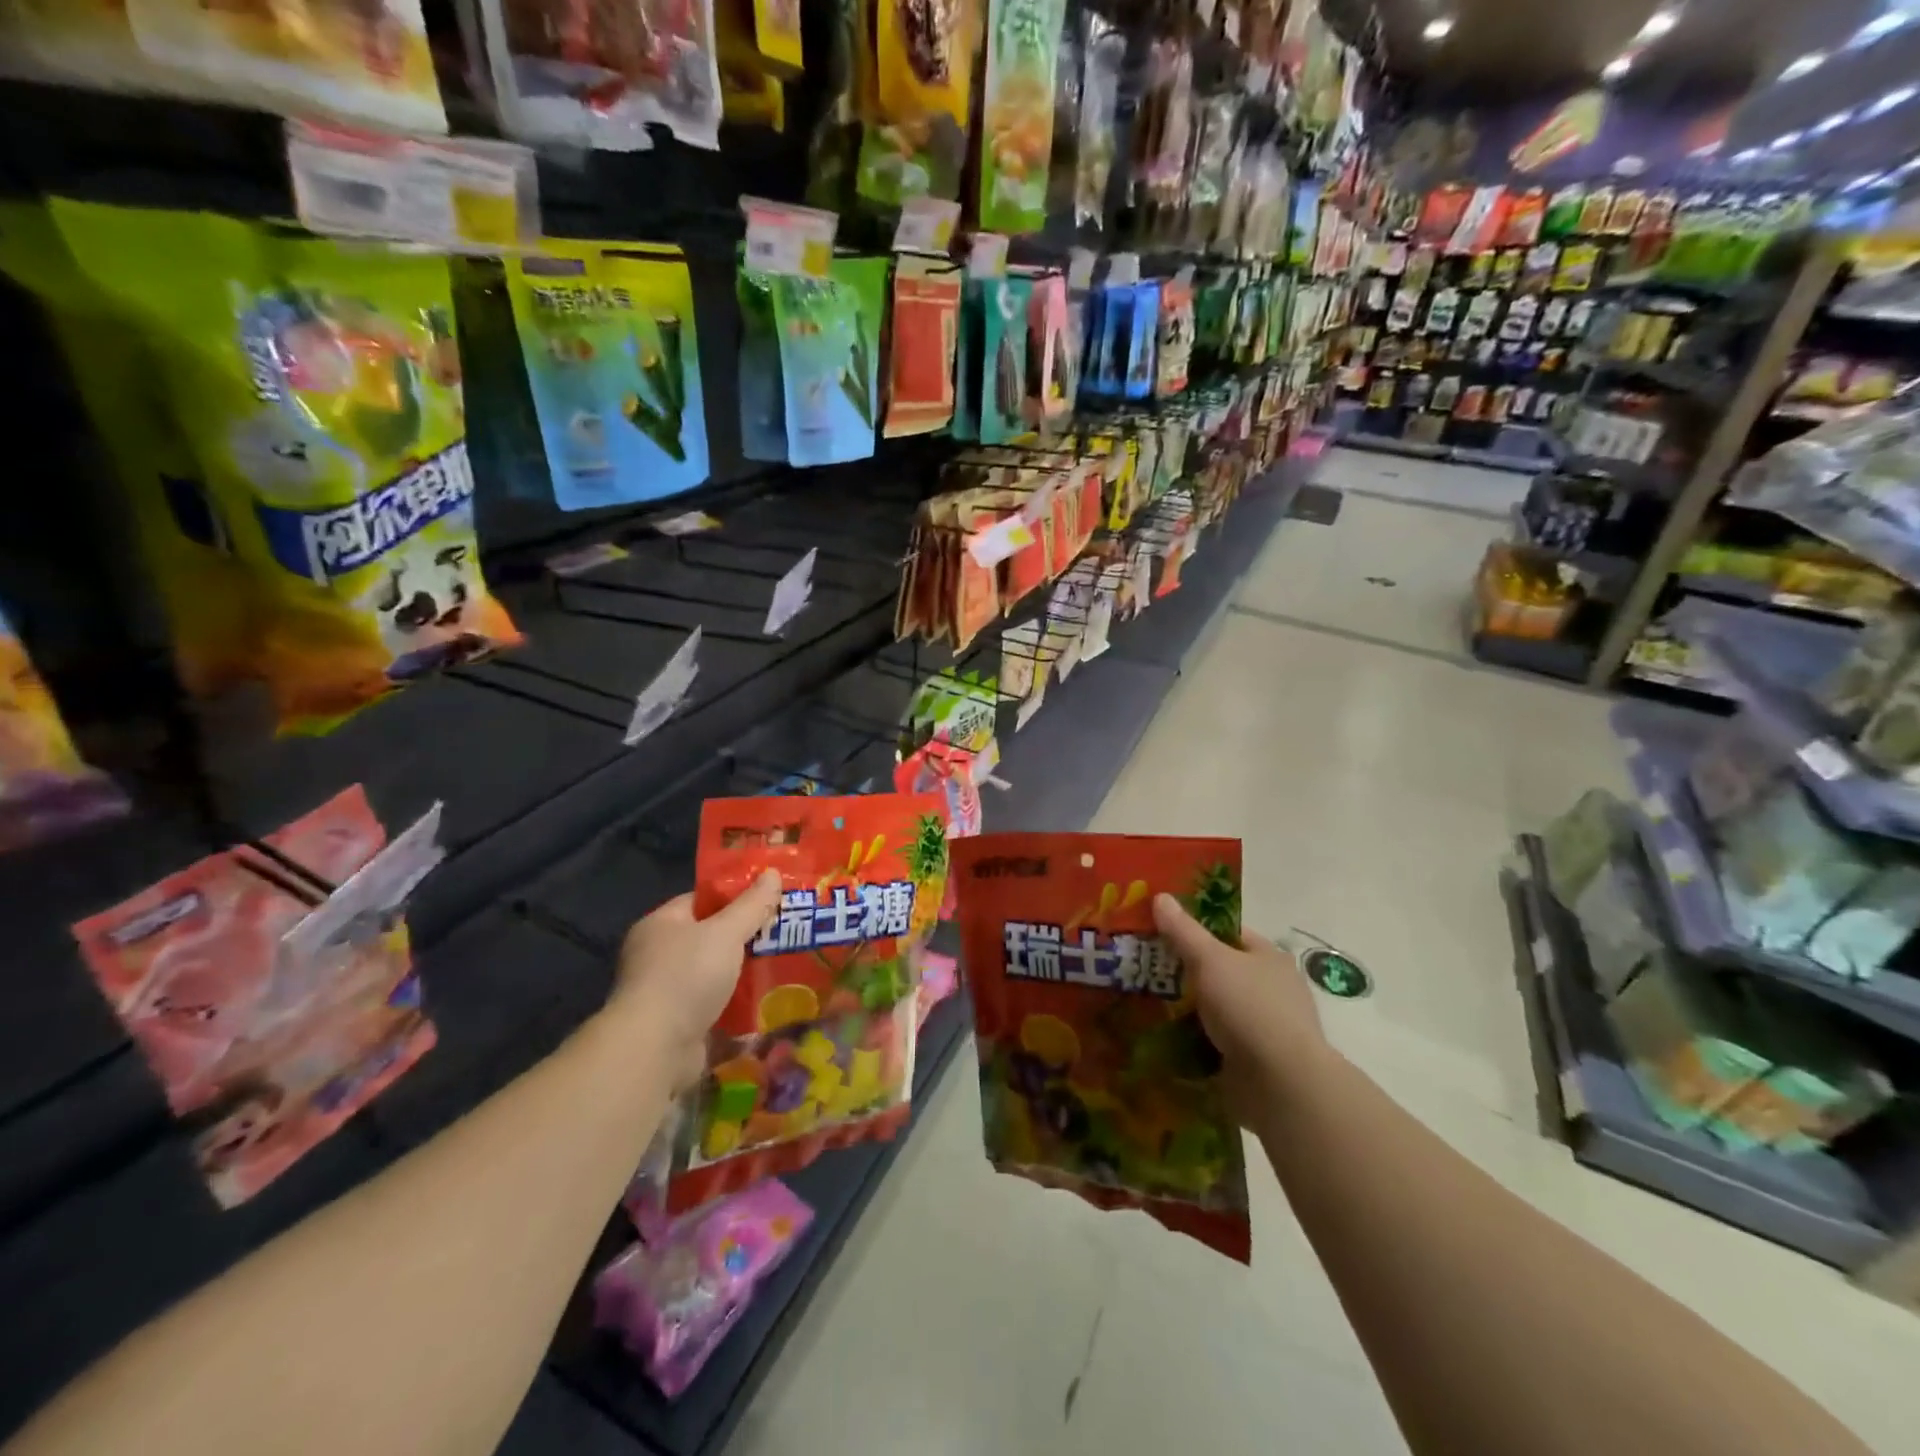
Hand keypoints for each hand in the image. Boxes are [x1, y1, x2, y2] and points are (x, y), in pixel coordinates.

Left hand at [610, 870, 781, 1087]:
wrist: (655, 1049)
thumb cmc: (686, 976)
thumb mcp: (726, 932)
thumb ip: (752, 905)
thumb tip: (772, 872)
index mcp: (661, 924)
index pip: (701, 899)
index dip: (735, 896)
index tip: (769, 898)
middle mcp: (658, 955)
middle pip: (711, 936)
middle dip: (746, 937)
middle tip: (784, 931)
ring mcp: (667, 991)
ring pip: (715, 973)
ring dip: (745, 973)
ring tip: (785, 964)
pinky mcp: (679, 1024)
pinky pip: (716, 1005)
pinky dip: (738, 1004)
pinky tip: (768, 1000)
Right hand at [1153, 894, 1331, 1117]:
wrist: (1281, 1085)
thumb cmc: (1249, 1008)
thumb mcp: (1210, 960)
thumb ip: (1183, 931)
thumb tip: (1160, 896)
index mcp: (1269, 958)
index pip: (1229, 934)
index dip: (1196, 929)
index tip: (1160, 933)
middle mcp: (1272, 990)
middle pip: (1221, 972)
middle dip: (1186, 973)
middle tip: (1144, 969)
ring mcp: (1266, 1028)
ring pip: (1217, 1010)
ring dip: (1188, 1011)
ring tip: (1145, 1006)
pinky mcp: (1255, 1062)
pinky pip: (1217, 1044)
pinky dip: (1194, 1042)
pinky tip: (1165, 1040)